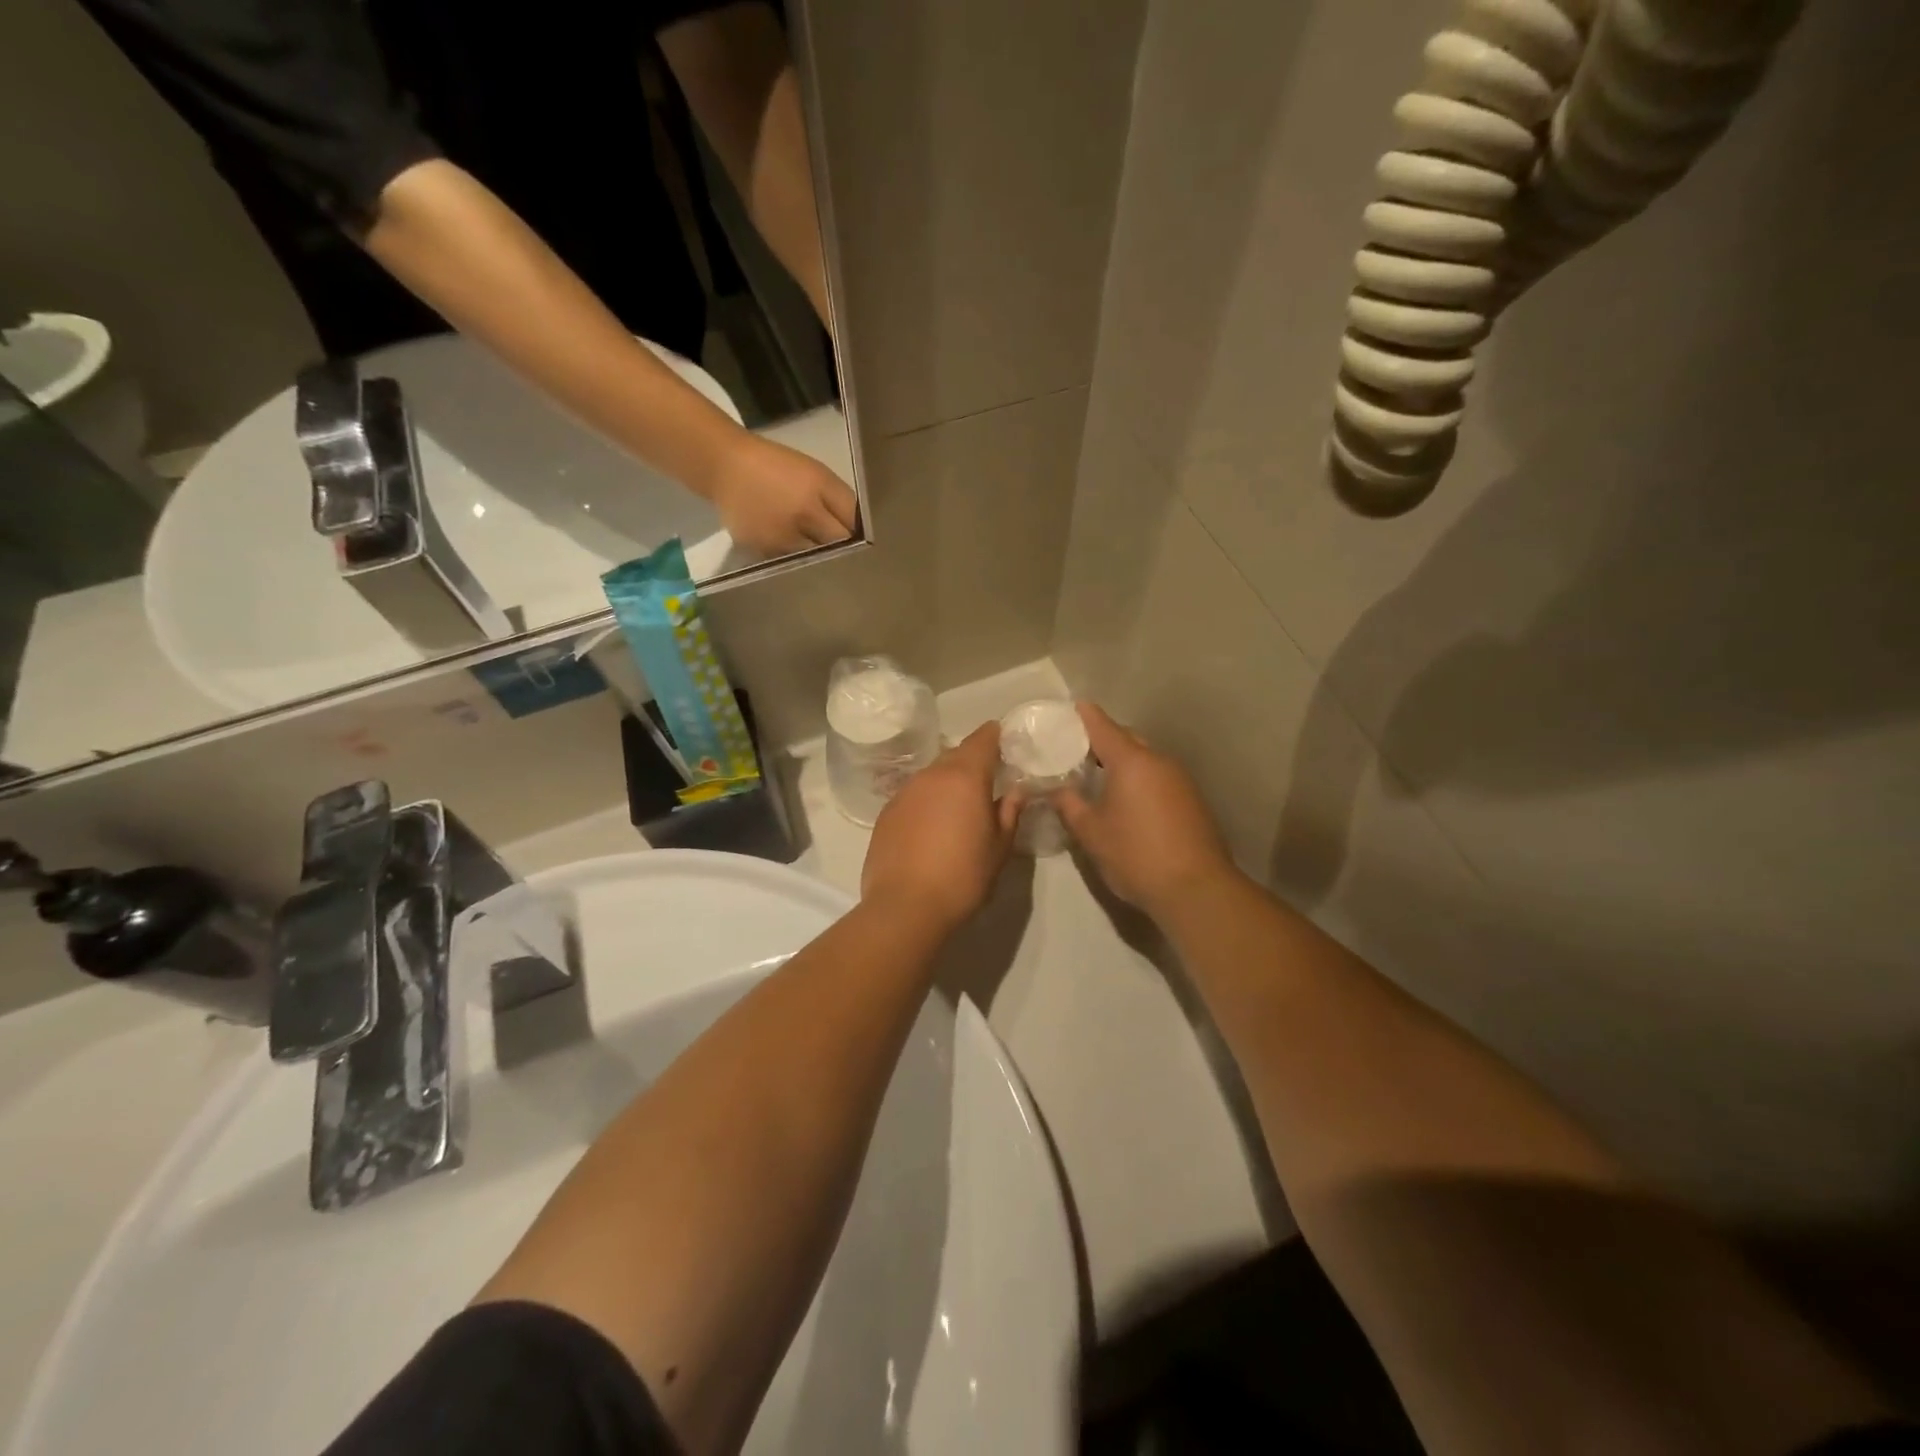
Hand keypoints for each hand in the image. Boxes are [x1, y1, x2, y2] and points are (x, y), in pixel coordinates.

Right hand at [708, 432, 857, 556]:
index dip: (859, 538)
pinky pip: (788, 565)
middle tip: (847, 555)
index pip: (851, 530)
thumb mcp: (818, 474)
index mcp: (815, 497)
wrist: (726, 467)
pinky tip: (793, 553)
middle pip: (834, 551)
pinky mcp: (759, 552)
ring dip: (819, 561)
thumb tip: (862, 532)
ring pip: (812, 563)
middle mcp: (798, 521)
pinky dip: (795, 561)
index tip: (863, 542)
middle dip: (843, 553)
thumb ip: (843, 503)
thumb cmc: (779, 467)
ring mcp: (777, 541)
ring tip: (819, 555)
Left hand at [862, 723, 1020, 934]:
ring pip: (932, 775)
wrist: (905, 907)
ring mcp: (904, 792)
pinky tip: (932, 826)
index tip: (1005, 739)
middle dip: (972, 761)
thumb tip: (1015, 792)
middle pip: (955, 755)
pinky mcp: (886, 813)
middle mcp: (931, 775)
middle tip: (988, 779)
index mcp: (965, 777)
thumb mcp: (999, 848)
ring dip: (947, 782)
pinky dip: (927, 801)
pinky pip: (914, 795)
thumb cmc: (963, 877)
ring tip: (959, 806)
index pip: (982, 739)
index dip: (995, 735)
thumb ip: (1009, 813)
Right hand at [1054, 703, 1236, 918]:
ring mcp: (1180, 779)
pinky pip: (1159, 776)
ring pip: (1146, 758)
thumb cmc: (1135, 855)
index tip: (1070, 708)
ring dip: (1124, 761)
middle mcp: (1159, 761)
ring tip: (1099, 776)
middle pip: (1127, 738)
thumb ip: (1069, 805)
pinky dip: (1140, 778)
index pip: (1102, 726)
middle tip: (1077, 750)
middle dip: (1104, 739)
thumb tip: (1054, 789)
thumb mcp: (1091, 832)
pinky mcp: (1192, 799)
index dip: (1084, 716)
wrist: (1197, 889)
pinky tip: (1128, 799)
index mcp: (1131, 761)